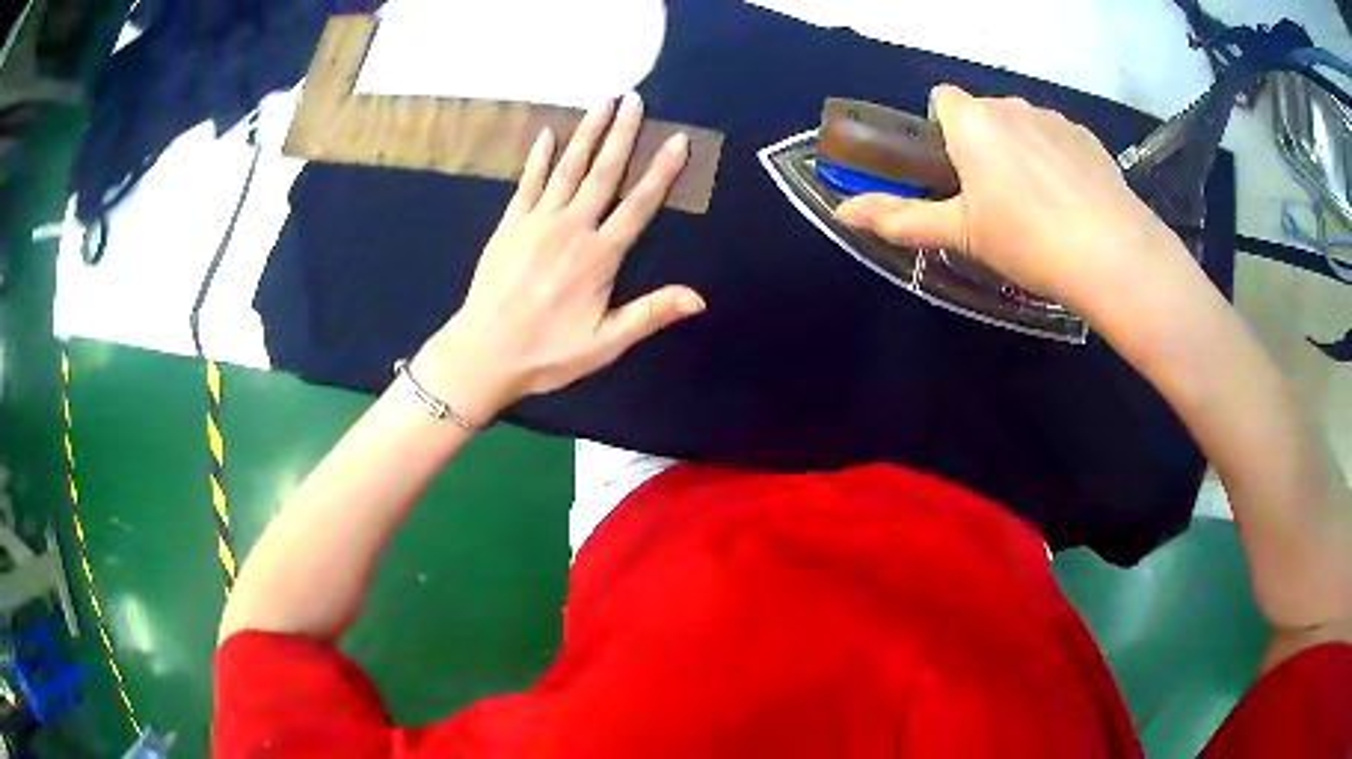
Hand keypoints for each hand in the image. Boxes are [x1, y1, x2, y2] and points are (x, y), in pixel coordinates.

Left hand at [415, 93, 704, 421]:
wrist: (483, 354)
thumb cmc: (547, 354)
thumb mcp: (605, 344)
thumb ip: (650, 314)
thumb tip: (699, 299)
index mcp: (599, 257)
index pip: (639, 205)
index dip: (661, 171)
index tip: (677, 139)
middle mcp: (571, 229)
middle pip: (603, 172)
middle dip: (621, 133)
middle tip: (634, 99)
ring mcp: (536, 222)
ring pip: (568, 168)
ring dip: (586, 133)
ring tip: (602, 102)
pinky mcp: (509, 225)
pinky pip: (528, 182)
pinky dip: (539, 157)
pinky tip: (548, 133)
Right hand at [835, 85, 1188, 313]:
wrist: (1113, 254)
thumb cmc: (1028, 240)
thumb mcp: (962, 234)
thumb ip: (901, 218)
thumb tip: (842, 213)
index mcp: (973, 121)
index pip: (942, 98)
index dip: (943, 130)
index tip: (954, 172)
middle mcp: (1011, 105)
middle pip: (984, 114)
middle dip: (982, 144)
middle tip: (996, 201)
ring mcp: (1054, 118)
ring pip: (1023, 125)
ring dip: (1020, 151)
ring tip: (1039, 207)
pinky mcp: (1088, 138)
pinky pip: (1058, 138)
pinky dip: (1056, 160)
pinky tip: (1070, 202)